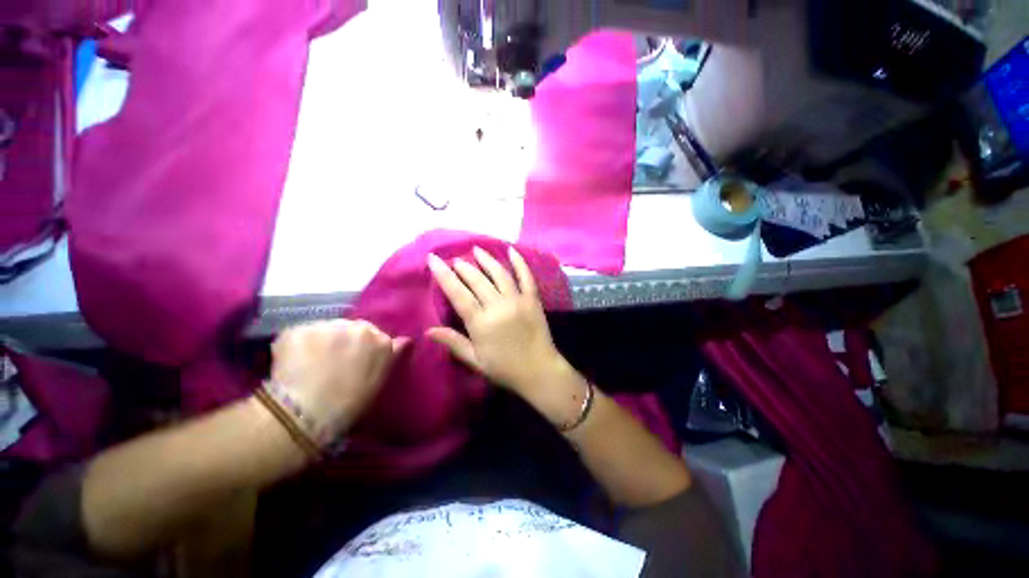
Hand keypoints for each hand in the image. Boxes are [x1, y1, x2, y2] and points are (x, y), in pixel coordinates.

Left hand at [269, 320, 406, 438]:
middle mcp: (359, 327)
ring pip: (324, 329)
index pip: (374, 336)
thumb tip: (405, 340)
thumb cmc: (351, 404)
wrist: (310, 413)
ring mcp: (329, 326)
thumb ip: (392, 355)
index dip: (363, 348)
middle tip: (330, 363)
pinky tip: (290, 365)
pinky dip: (295, 347)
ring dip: (319, 342)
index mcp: (381, 340)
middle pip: (350, 329)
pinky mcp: (300, 329)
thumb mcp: (380, 379)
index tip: (354, 362)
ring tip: (308, 365)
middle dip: (342, 341)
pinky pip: (298, 335)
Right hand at [426, 247, 573, 410]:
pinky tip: (511, 250)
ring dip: (487, 260)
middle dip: (464, 267)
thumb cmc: (504, 368)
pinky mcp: (533, 299)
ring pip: (499, 274)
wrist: (539, 371)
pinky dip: (519, 262)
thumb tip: (428, 330)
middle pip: (477, 280)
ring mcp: (517, 300)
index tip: (433, 259)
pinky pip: (526, 277)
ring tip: (476, 250)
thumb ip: (453, 342)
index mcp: (481, 322)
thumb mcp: (475, 360)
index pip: (458, 293)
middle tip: (456, 260)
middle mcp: (498, 306)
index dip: (443, 275)